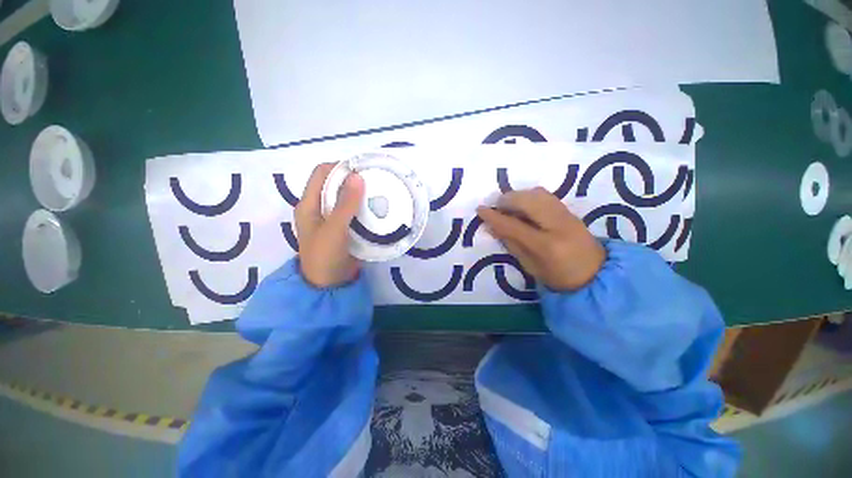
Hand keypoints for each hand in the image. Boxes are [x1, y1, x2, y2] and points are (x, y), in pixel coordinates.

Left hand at [295, 163, 364, 287]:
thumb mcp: (334, 229)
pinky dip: (363, 206)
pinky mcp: (343, 227)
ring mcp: (332, 218)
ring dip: (360, 194)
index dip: (339, 167)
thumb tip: (357, 176)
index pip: (321, 174)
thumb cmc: (325, 255)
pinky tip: (376, 207)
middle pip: (334, 184)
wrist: (330, 284)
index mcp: (308, 204)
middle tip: (374, 180)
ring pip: (346, 198)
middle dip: (352, 180)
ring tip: (378, 191)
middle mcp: (318, 207)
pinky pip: (353, 211)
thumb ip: (345, 204)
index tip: (361, 169)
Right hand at [476, 187, 605, 290]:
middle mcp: (557, 225)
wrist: (595, 274)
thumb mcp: (530, 266)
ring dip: (518, 196)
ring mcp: (566, 215)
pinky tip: (524, 206)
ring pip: (537, 193)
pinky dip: (530, 196)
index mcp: (546, 245)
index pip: (513, 226)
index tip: (480, 209)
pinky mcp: (570, 211)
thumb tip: (492, 227)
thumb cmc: (558, 277)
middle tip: (496, 207)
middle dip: (507, 199)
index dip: (494, 217)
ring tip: (509, 206)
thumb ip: (511, 244)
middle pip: (528, 201)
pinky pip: (545, 195)